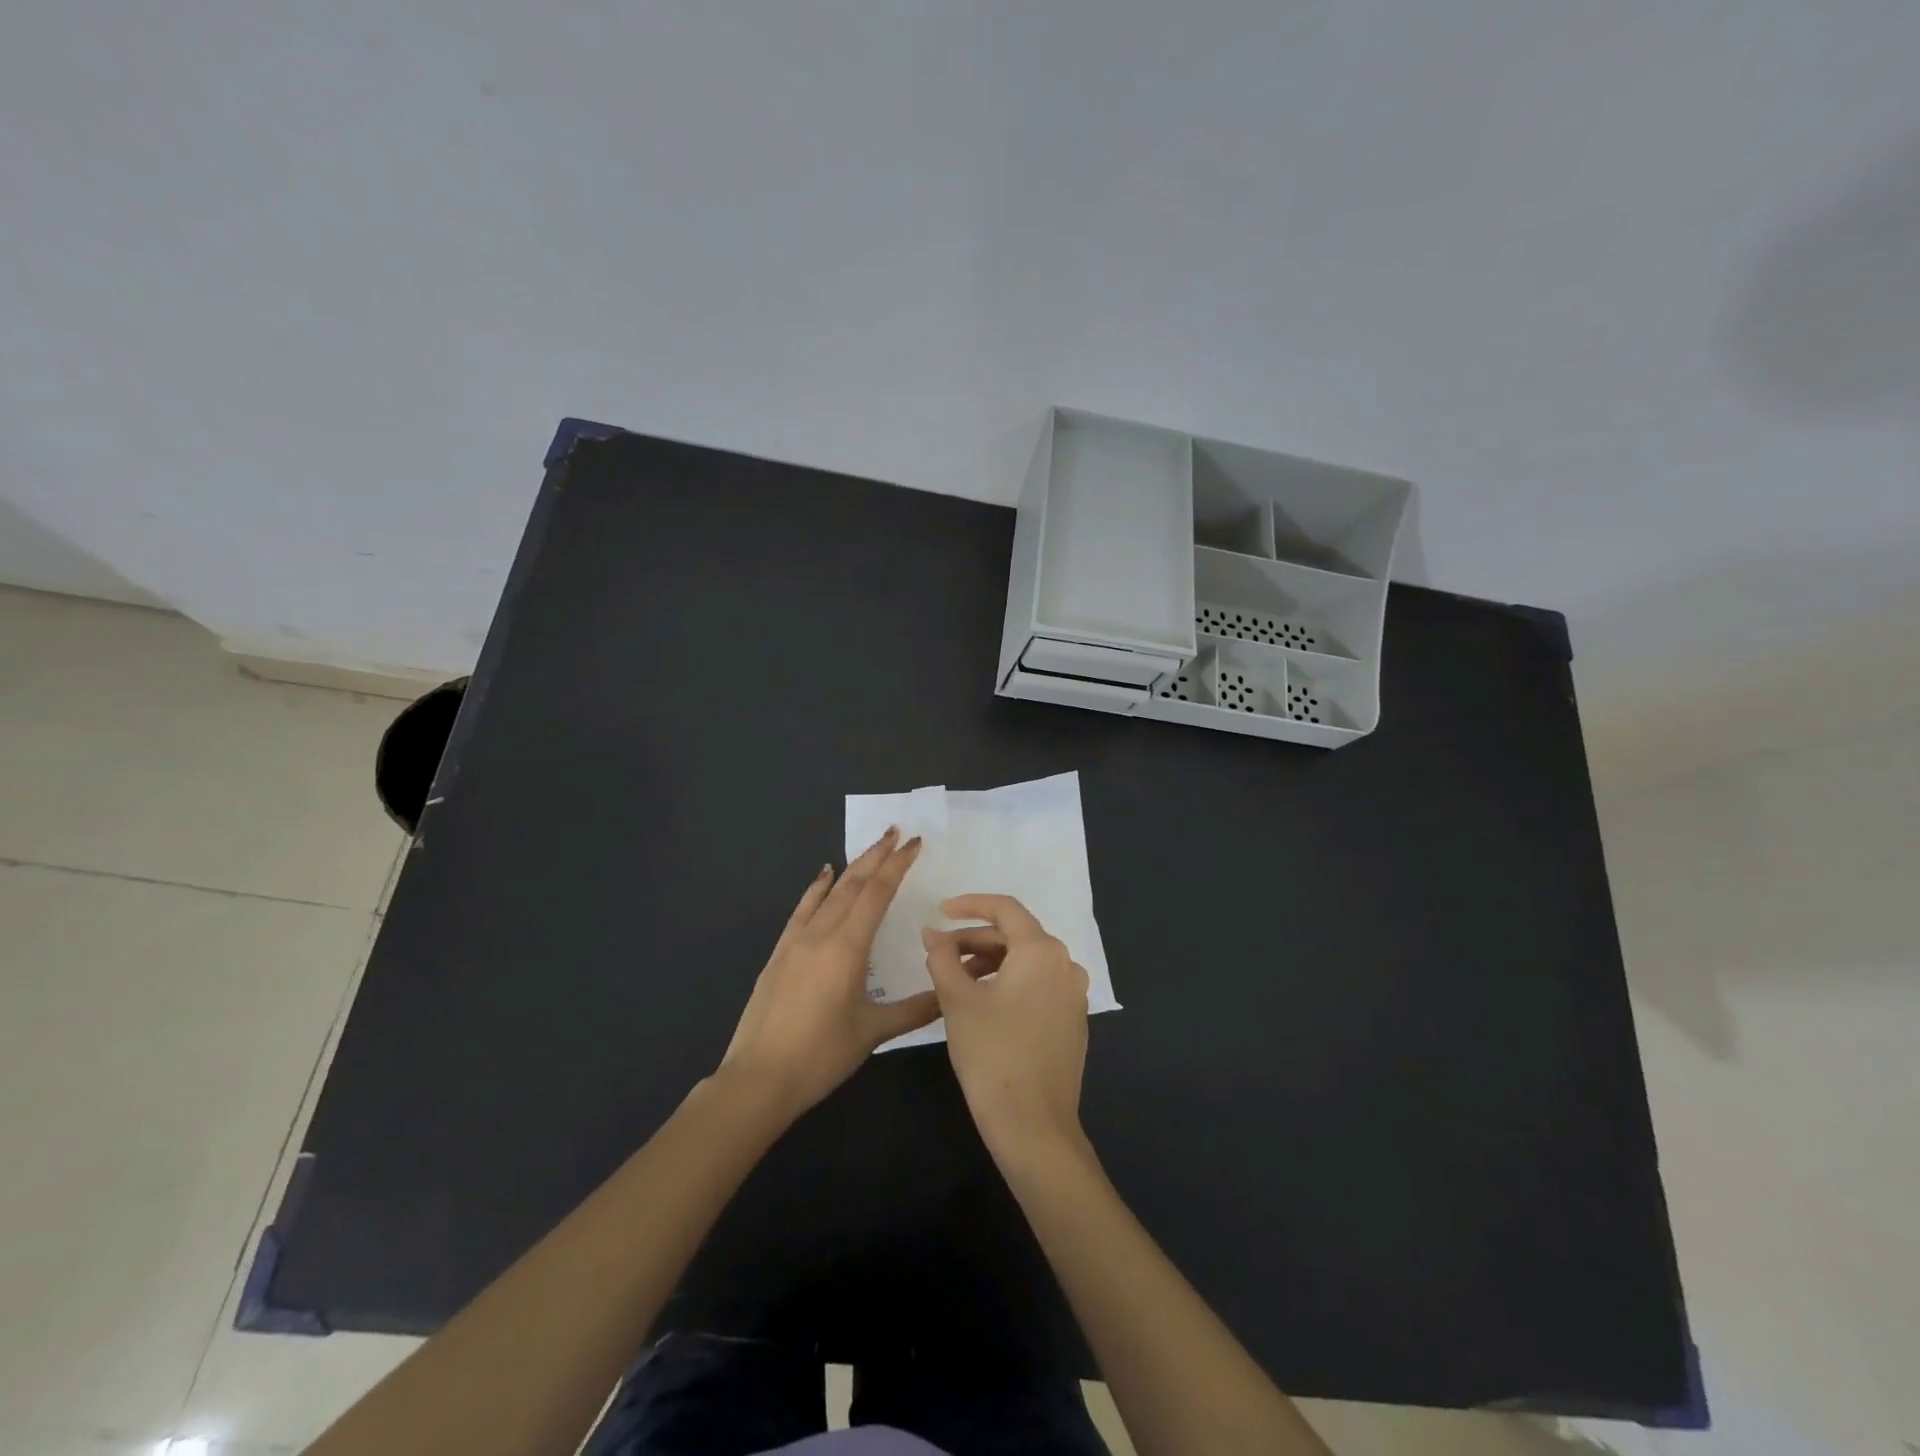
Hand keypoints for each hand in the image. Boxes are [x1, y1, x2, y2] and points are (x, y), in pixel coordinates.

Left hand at [720, 829, 939, 1117]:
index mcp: (848, 947)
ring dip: (853, 866)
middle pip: (854, 883)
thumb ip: (916, 1009)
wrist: (759, 1078)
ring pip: (830, 891)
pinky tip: (825, 875)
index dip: (897, 865)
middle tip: (897, 832)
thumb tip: (952, 993)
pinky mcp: (780, 952)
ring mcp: (797, 940)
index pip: (877, 893)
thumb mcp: (874, 1032)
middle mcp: (822, 933)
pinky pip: (803, 908)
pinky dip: (817, 887)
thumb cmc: (821, 1055)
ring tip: (872, 847)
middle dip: (878, 855)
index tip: (915, 842)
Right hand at [922, 894, 1090, 1165]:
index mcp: (1042, 951)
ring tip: (955, 980)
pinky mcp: (1072, 1020)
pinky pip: (1038, 985)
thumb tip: (933, 933)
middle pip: (1016, 936)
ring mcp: (1073, 994)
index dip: (970, 905)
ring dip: (990, 962)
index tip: (940, 912)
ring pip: (1026, 962)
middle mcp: (1065, 964)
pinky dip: (1009, 983)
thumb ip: (942, 958)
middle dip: (975, 939)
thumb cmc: (992, 1054)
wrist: (1033, 1126)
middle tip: (940, 953)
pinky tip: (983, 1004)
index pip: (1004, 909)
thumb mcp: (958, 1001)